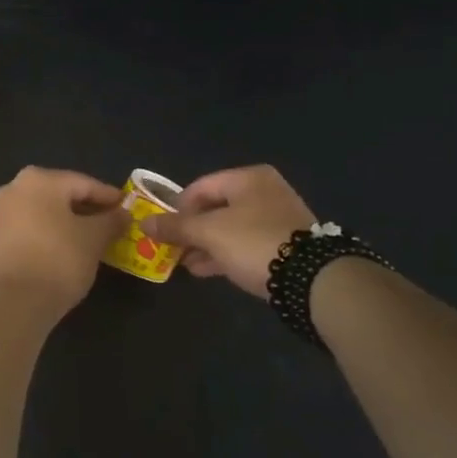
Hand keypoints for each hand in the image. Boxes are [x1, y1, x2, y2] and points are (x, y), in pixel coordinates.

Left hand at [0, 167, 126, 314]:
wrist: (9, 303)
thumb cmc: (57, 260)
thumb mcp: (93, 240)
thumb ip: (110, 222)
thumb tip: (122, 213)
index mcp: (39, 179)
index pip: (83, 183)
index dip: (109, 197)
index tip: (127, 209)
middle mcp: (13, 188)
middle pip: (59, 196)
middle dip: (86, 210)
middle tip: (110, 226)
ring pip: (42, 214)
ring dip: (65, 225)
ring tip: (88, 243)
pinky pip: (27, 231)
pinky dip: (46, 238)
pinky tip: (61, 255)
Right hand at [138, 165, 315, 298]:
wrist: (313, 279)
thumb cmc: (254, 242)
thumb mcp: (208, 233)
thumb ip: (175, 227)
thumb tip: (143, 223)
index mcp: (248, 178)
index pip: (200, 187)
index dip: (178, 209)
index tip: (165, 231)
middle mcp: (265, 191)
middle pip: (215, 207)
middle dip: (192, 230)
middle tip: (173, 249)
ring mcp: (278, 218)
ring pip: (230, 228)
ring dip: (206, 244)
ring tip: (186, 264)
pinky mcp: (286, 244)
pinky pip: (246, 243)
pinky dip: (225, 253)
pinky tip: (207, 270)